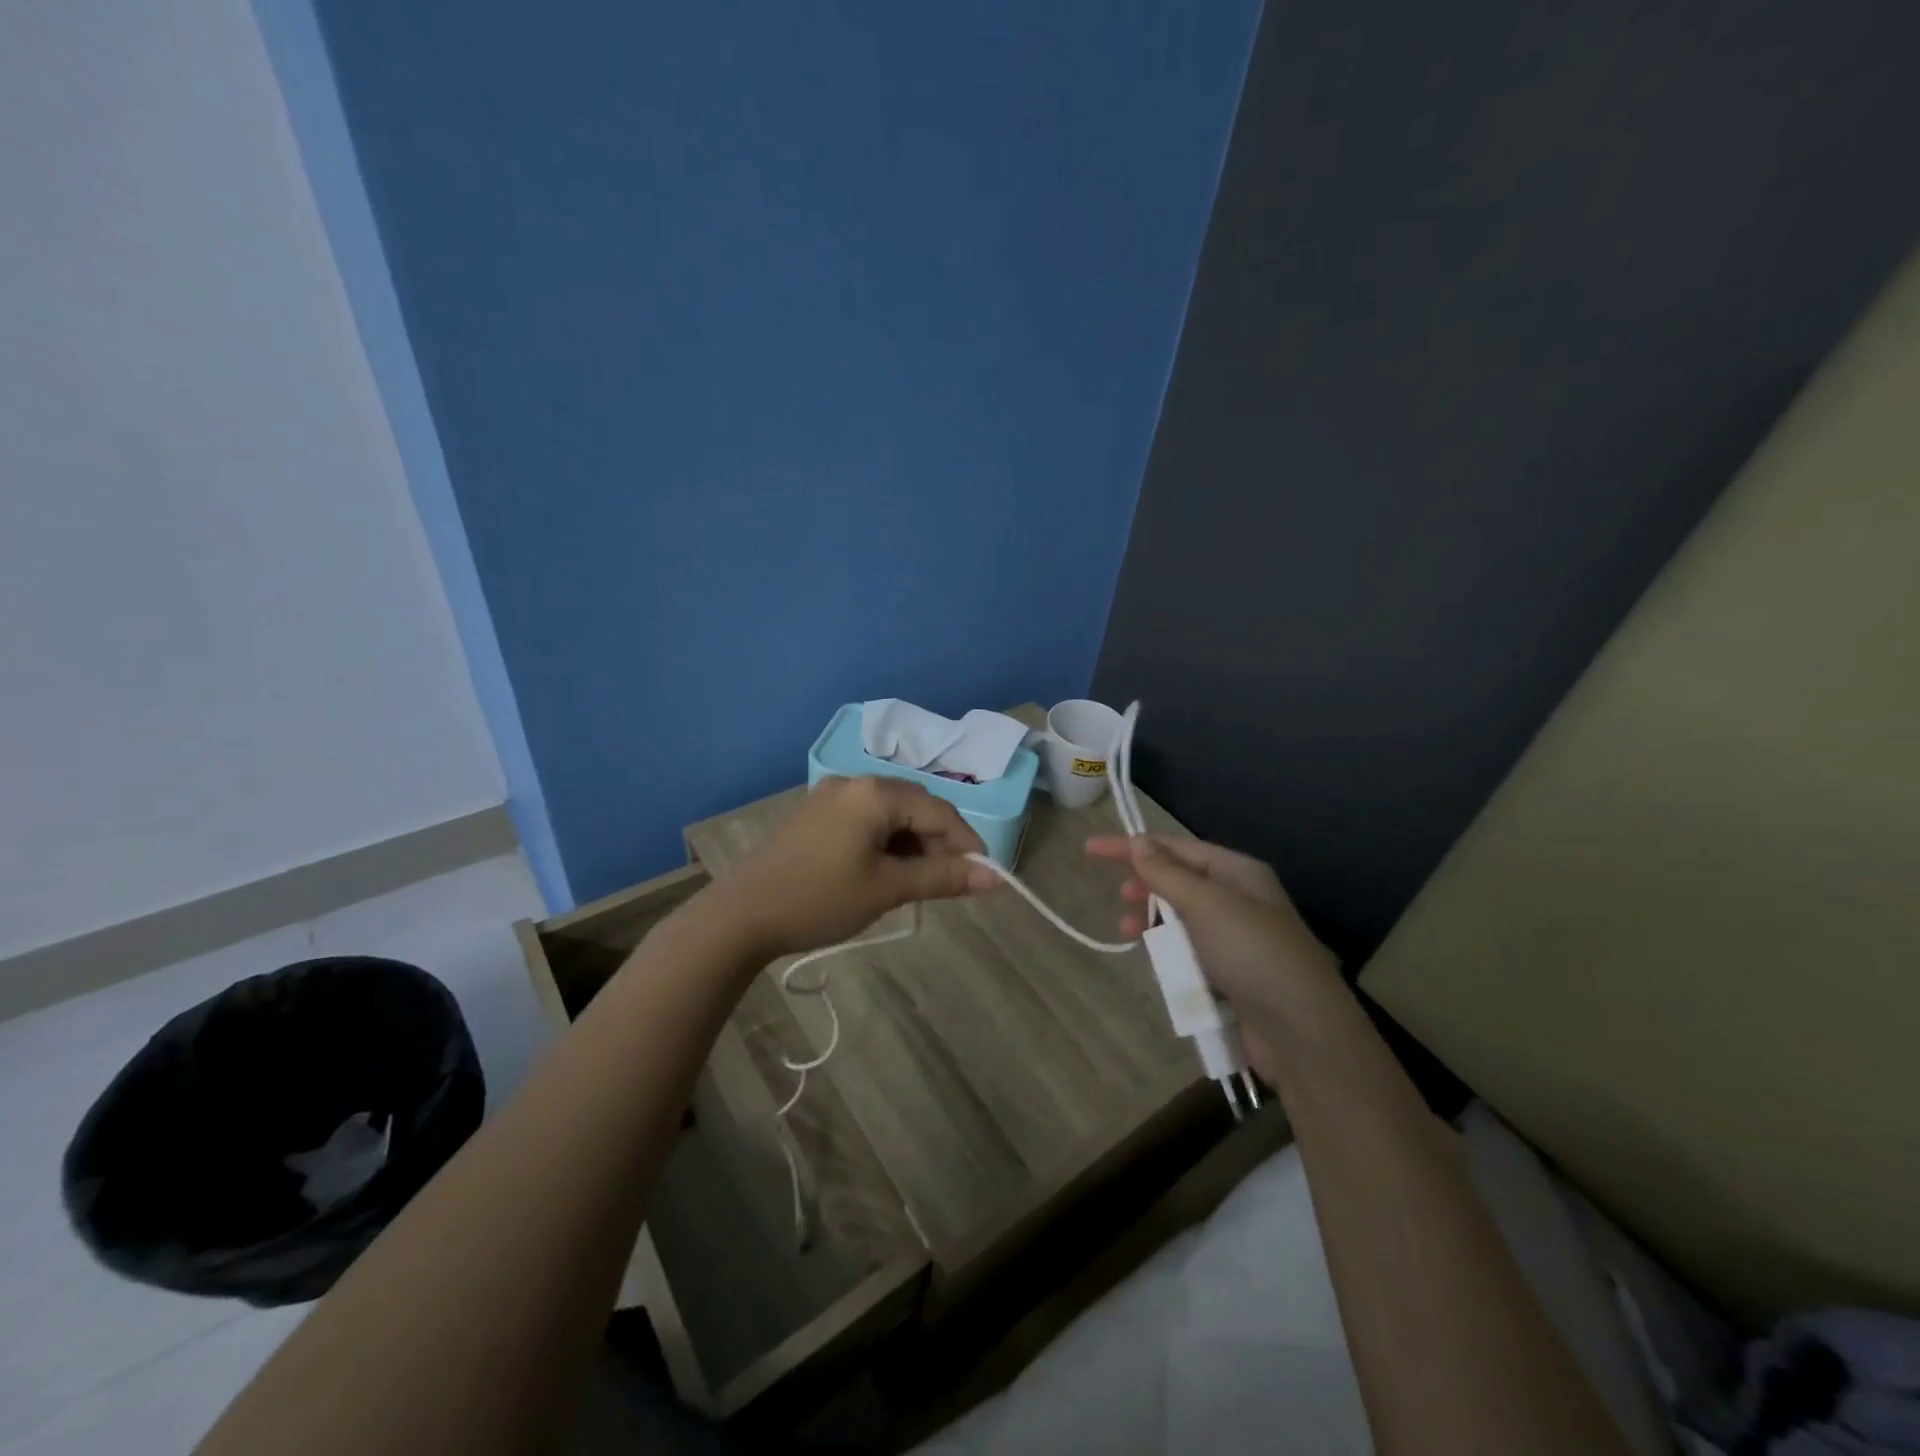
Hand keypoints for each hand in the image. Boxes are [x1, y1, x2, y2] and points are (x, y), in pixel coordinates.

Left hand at [722, 776, 993, 959]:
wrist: (740, 916)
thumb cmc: (820, 899)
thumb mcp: (887, 889)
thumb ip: (943, 878)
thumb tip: (995, 877)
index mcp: (875, 792)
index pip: (939, 811)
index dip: (966, 843)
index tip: (981, 876)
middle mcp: (853, 782)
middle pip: (914, 806)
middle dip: (938, 842)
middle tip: (947, 882)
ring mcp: (828, 796)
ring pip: (889, 814)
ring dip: (910, 843)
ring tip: (915, 883)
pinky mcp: (813, 815)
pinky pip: (864, 820)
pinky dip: (884, 842)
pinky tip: (882, 872)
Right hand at [1086, 834, 1339, 1082]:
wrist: (1302, 1033)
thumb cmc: (1253, 954)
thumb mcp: (1207, 905)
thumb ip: (1168, 874)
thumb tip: (1138, 842)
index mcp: (1238, 873)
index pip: (1176, 847)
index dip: (1132, 846)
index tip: (1091, 849)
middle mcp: (1238, 900)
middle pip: (1179, 881)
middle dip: (1146, 884)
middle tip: (1120, 897)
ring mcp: (1236, 939)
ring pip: (1181, 919)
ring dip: (1154, 921)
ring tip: (1128, 931)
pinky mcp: (1231, 975)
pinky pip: (1189, 952)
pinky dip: (1168, 952)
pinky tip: (1155, 962)